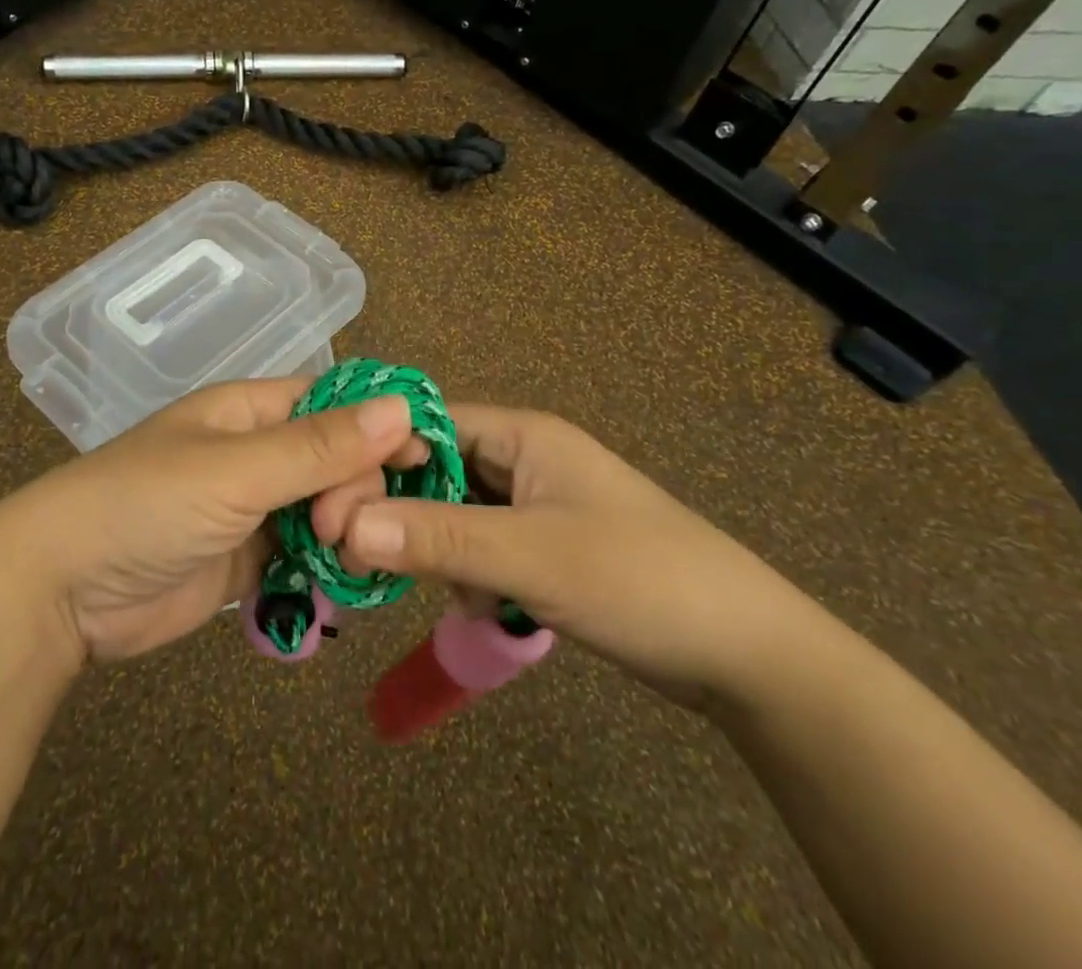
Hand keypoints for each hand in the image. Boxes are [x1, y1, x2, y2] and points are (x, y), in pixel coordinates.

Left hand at [0, 378, 420, 662]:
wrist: (63, 588)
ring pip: (326, 509)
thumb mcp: (236, 470)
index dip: (380, 425)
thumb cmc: (146, 504)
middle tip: (339, 529)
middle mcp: (257, 453)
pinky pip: (304, 555)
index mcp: (250, 411)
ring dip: (346, 532)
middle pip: (338, 460)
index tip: (422, 463)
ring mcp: (252, 508)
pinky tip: (343, 586)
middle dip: (355, 490)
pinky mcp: (246, 560)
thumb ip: (318, 446)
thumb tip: (401, 407)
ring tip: (344, 561)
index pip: (334, 404)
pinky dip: (327, 568)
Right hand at [320, 405, 820, 708]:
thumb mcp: (532, 557)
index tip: (332, 506)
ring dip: (433, 546)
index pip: (425, 425)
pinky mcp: (543, 546)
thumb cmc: (640, 580)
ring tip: (433, 588)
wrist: (749, 655)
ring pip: (452, 511)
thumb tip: (344, 524)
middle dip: (398, 509)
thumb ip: (438, 537)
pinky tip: (480, 607)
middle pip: (433, 468)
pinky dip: (466, 571)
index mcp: (521, 434)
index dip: (376, 458)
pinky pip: (480, 544)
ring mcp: (533, 503)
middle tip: (357, 557)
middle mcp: (521, 457)